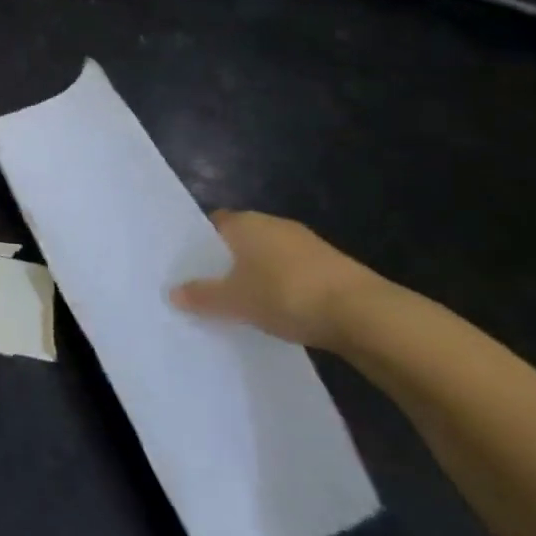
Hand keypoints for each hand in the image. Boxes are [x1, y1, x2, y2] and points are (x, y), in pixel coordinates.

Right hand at [169, 210, 384, 348]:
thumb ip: (202, 296)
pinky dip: (284, 287)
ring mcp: (306, 243)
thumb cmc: (285, 294)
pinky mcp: (332, 266)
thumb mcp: (235, 301)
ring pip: (269, 255)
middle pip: (242, 238)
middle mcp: (274, 223)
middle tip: (212, 287)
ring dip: (259, 274)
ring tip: (244, 303)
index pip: (214, 223)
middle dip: (229, 260)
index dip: (201, 243)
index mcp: (245, 222)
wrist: (362, 313)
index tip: (191, 266)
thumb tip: (173, 293)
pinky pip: (294, 271)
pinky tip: (280, 311)